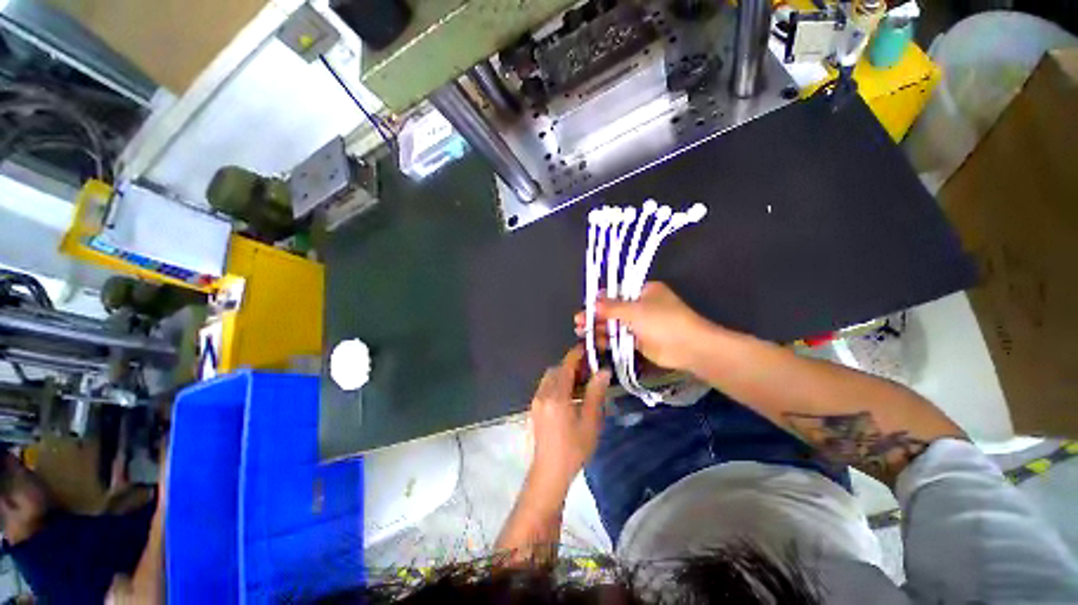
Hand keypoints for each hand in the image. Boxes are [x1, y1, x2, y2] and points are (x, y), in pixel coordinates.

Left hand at [529, 346, 610, 489]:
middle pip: (556, 370)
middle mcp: (543, 394)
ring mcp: (536, 401)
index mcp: (556, 396)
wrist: (549, 472)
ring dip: (563, 375)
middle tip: (588, 371)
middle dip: (570, 366)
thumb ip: (595, 393)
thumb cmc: (574, 448)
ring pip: (549, 378)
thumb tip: (603, 371)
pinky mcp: (534, 409)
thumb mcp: (590, 421)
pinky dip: (557, 385)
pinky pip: (545, 388)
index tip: (586, 348)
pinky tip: (569, 397)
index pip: (566, 366)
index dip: (576, 355)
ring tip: (581, 384)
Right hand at [574, 282, 714, 372]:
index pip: (616, 292)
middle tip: (578, 322)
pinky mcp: (639, 340)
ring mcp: (640, 324)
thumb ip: (611, 307)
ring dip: (598, 328)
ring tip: (580, 332)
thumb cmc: (662, 321)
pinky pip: (619, 337)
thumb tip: (592, 302)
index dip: (599, 300)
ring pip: (615, 324)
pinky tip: (594, 341)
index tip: (585, 307)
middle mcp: (641, 305)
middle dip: (595, 316)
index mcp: (643, 291)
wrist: (689, 347)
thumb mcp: (634, 310)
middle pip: (613, 309)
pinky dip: (607, 339)